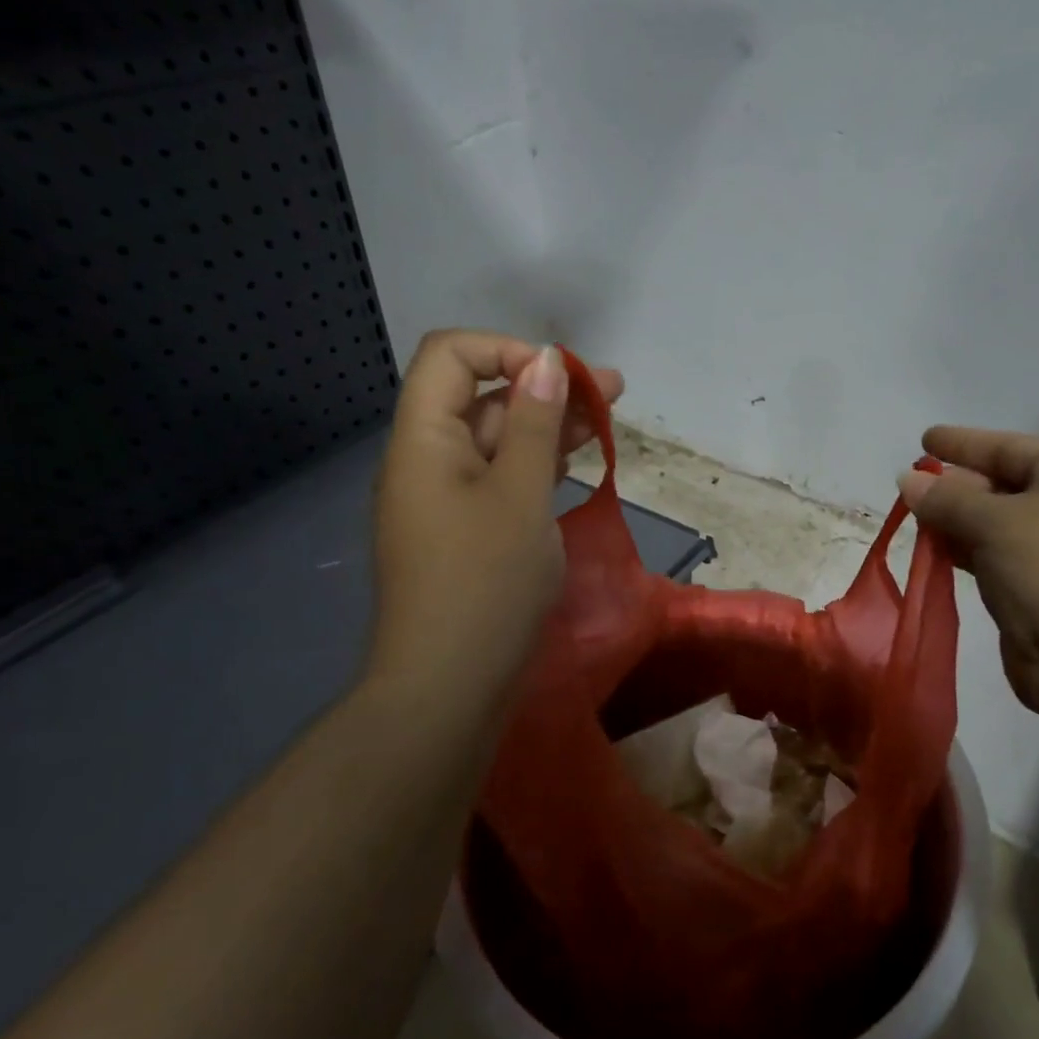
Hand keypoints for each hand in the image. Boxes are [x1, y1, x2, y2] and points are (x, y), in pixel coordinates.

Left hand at [364, 330, 622, 710]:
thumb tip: (547, 361)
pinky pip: (502, 482)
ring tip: (606, 424)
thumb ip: (536, 424)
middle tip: (613, 393)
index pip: (452, 356)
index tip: (564, 379)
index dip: (508, 351)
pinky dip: (538, 467)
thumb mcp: (521, 495)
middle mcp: (429, 461)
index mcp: (424, 439)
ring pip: (499, 442)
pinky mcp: (468, 534)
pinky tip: (576, 464)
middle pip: (482, 397)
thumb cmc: (485, 583)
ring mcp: (448, 501)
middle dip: (546, 387)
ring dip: (548, 427)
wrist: (450, 686)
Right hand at [899, 426, 1038, 717]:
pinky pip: (996, 558)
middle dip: (956, 485)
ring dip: (956, 521)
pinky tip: (936, 552)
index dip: (964, 442)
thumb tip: (907, 480)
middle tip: (911, 485)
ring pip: (996, 525)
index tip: (924, 440)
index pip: (1010, 447)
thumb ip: (947, 499)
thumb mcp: (994, 523)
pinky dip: (966, 552)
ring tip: (914, 517)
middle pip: (1003, 485)